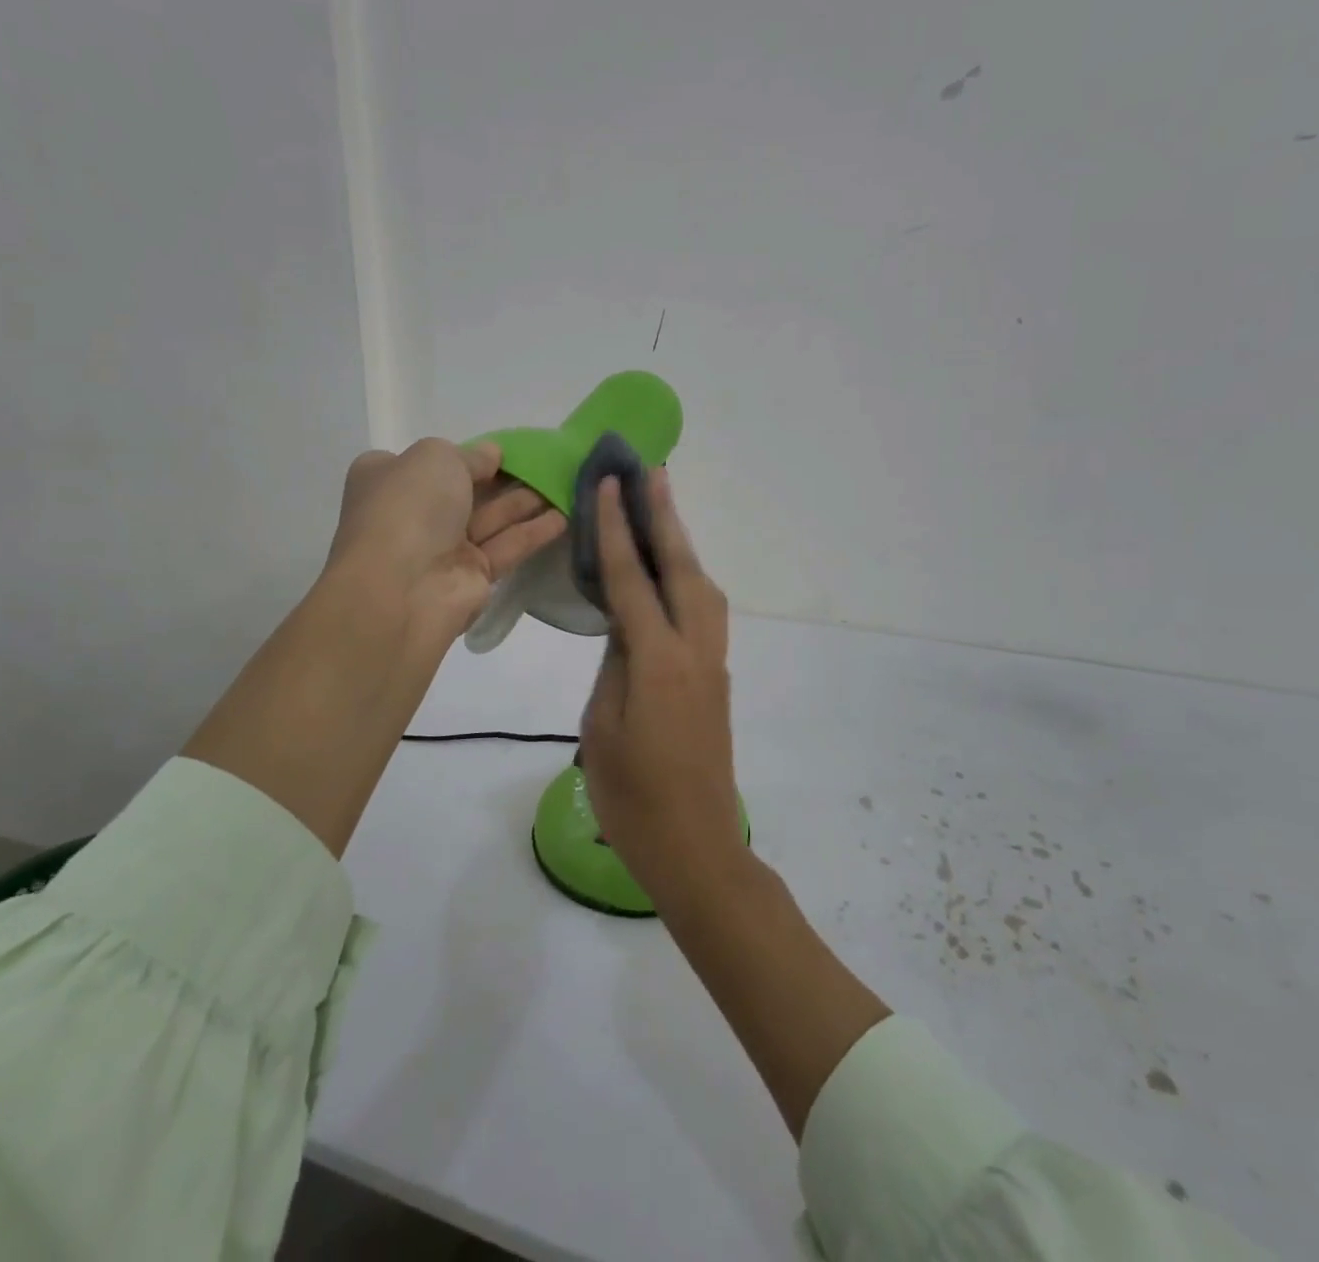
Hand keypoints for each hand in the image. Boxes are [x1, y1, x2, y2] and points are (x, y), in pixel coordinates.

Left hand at [326, 439, 566, 649]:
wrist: (401, 587)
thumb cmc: (409, 508)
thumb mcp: (437, 457)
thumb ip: (471, 454)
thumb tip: (492, 455)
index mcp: (390, 479)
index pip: (430, 462)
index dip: (467, 455)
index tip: (504, 450)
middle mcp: (414, 513)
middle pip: (467, 491)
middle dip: (505, 478)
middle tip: (548, 465)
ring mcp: (443, 548)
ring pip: (491, 519)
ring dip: (526, 502)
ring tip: (566, 485)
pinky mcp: (473, 576)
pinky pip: (507, 546)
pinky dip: (534, 531)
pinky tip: (565, 516)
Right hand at [578, 469, 743, 909]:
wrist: (697, 847)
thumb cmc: (634, 799)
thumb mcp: (602, 728)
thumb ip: (614, 666)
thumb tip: (625, 626)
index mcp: (659, 661)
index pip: (632, 579)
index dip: (617, 530)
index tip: (610, 484)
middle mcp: (695, 650)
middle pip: (681, 568)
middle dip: (665, 516)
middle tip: (652, 470)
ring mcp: (713, 663)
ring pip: (700, 586)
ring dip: (681, 544)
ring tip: (661, 509)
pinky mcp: (717, 678)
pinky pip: (703, 611)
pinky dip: (686, 578)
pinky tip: (670, 573)